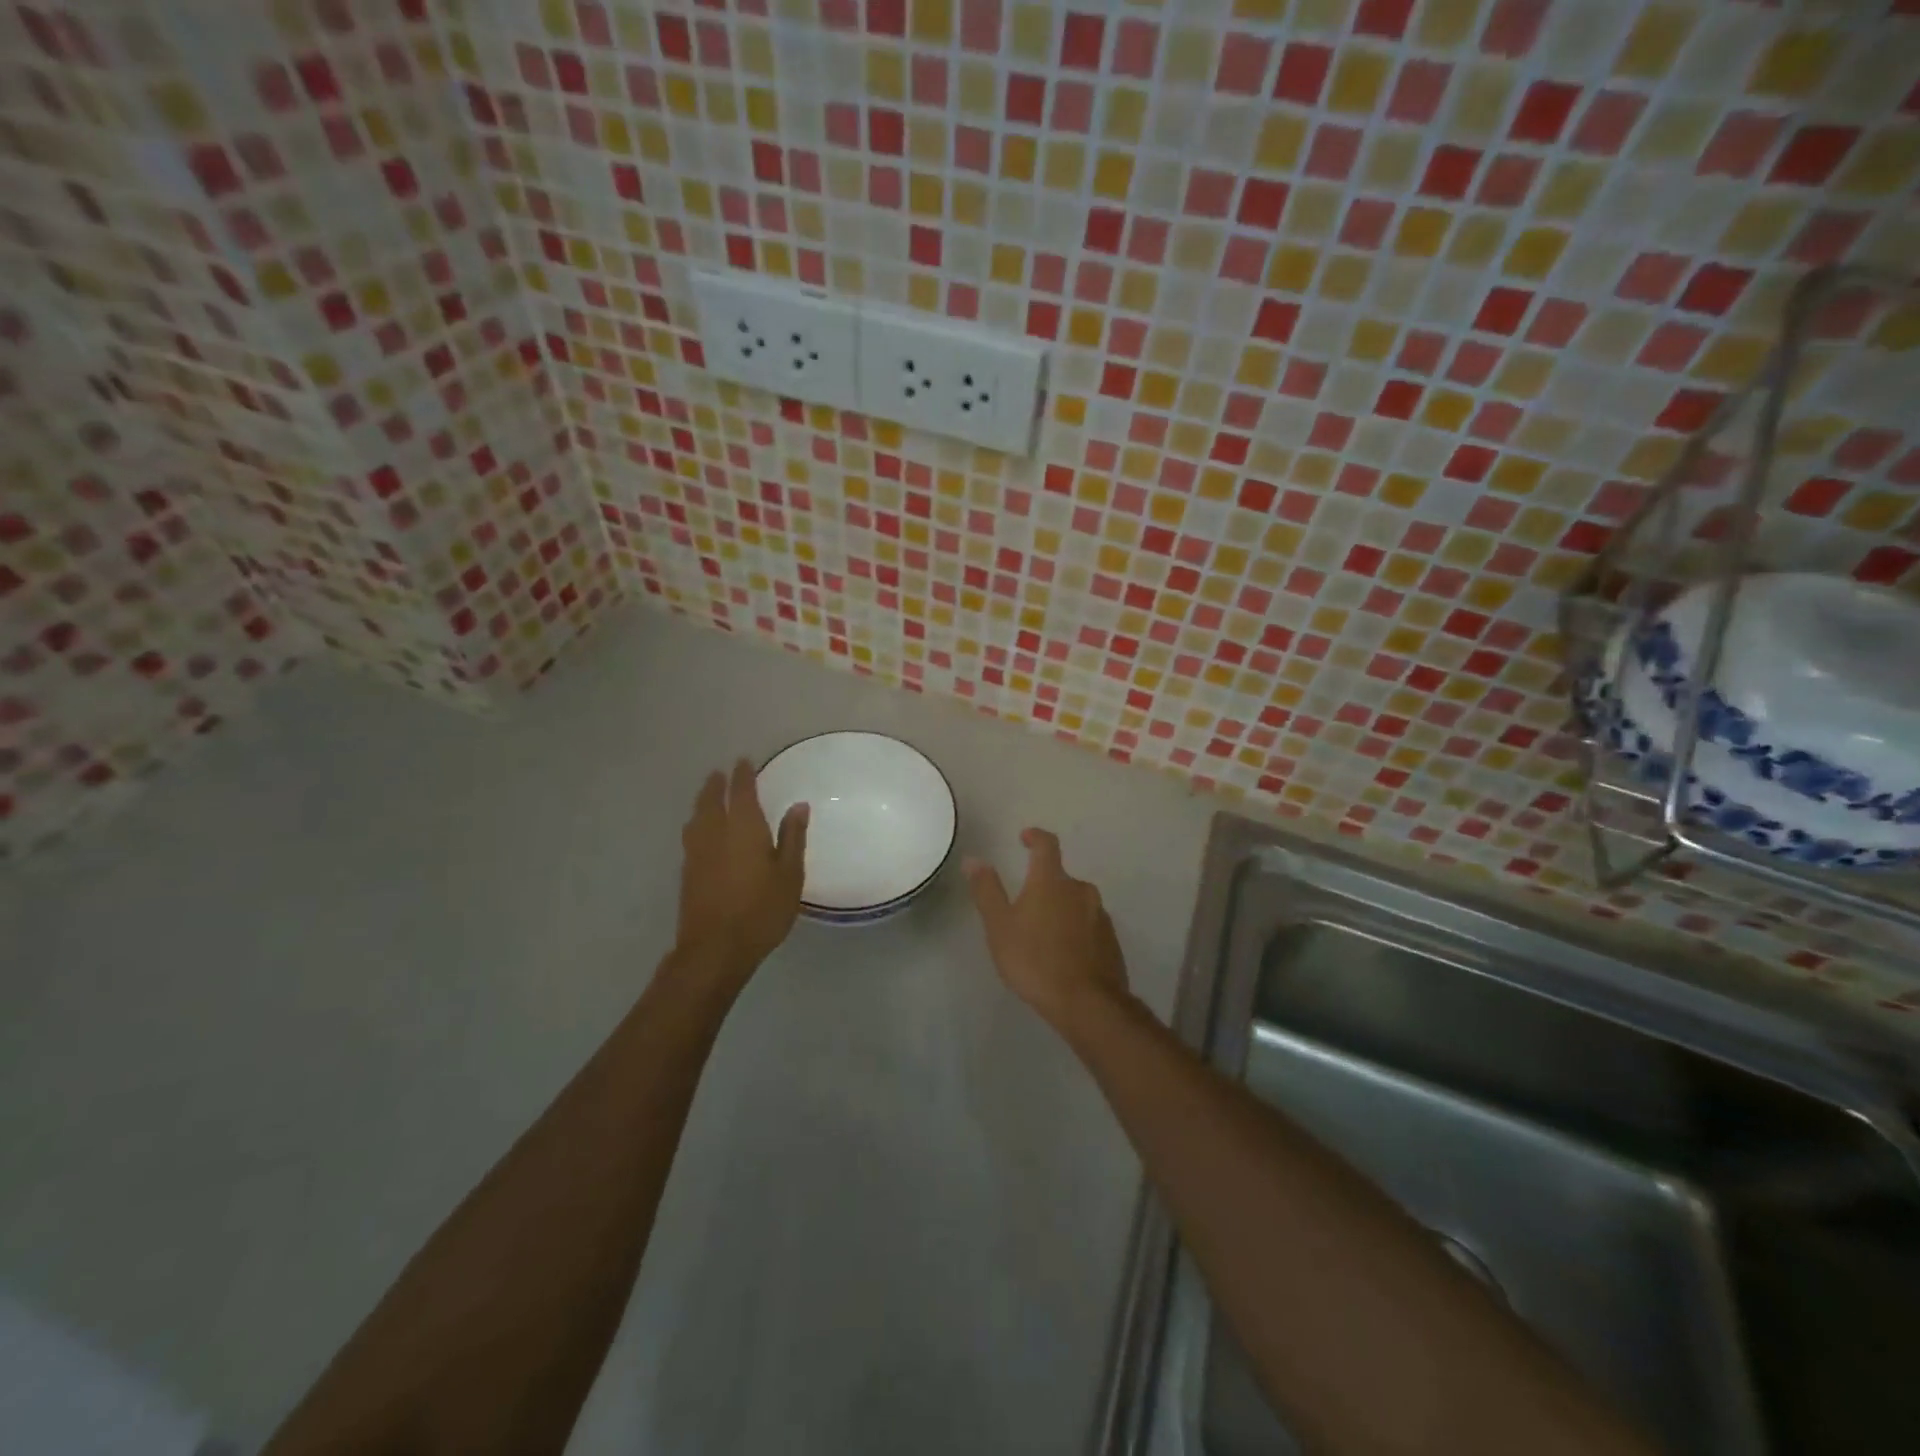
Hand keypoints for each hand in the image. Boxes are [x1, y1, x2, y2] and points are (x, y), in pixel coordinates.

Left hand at [676, 759, 808, 975]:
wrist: (715, 948)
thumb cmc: (761, 910)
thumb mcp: (790, 874)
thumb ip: (792, 837)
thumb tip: (798, 805)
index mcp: (743, 828)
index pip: (740, 791)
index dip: (743, 774)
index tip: (744, 761)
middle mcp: (715, 833)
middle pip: (710, 799)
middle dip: (716, 784)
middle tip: (721, 774)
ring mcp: (696, 852)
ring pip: (697, 817)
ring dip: (703, 802)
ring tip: (709, 797)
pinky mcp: (687, 872)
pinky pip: (692, 835)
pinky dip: (698, 823)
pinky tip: (703, 832)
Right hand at [965, 828, 1130, 1028]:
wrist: (1087, 1003)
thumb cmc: (1035, 960)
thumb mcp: (1000, 926)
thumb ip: (987, 890)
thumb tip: (973, 859)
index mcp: (1052, 881)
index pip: (1046, 844)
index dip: (1035, 837)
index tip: (1025, 838)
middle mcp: (1081, 890)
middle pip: (1060, 878)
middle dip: (1043, 886)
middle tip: (1025, 908)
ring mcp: (1100, 915)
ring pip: (1076, 903)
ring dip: (1060, 911)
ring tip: (1042, 937)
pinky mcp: (1111, 941)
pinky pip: (1089, 926)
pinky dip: (1075, 932)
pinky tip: (1064, 955)